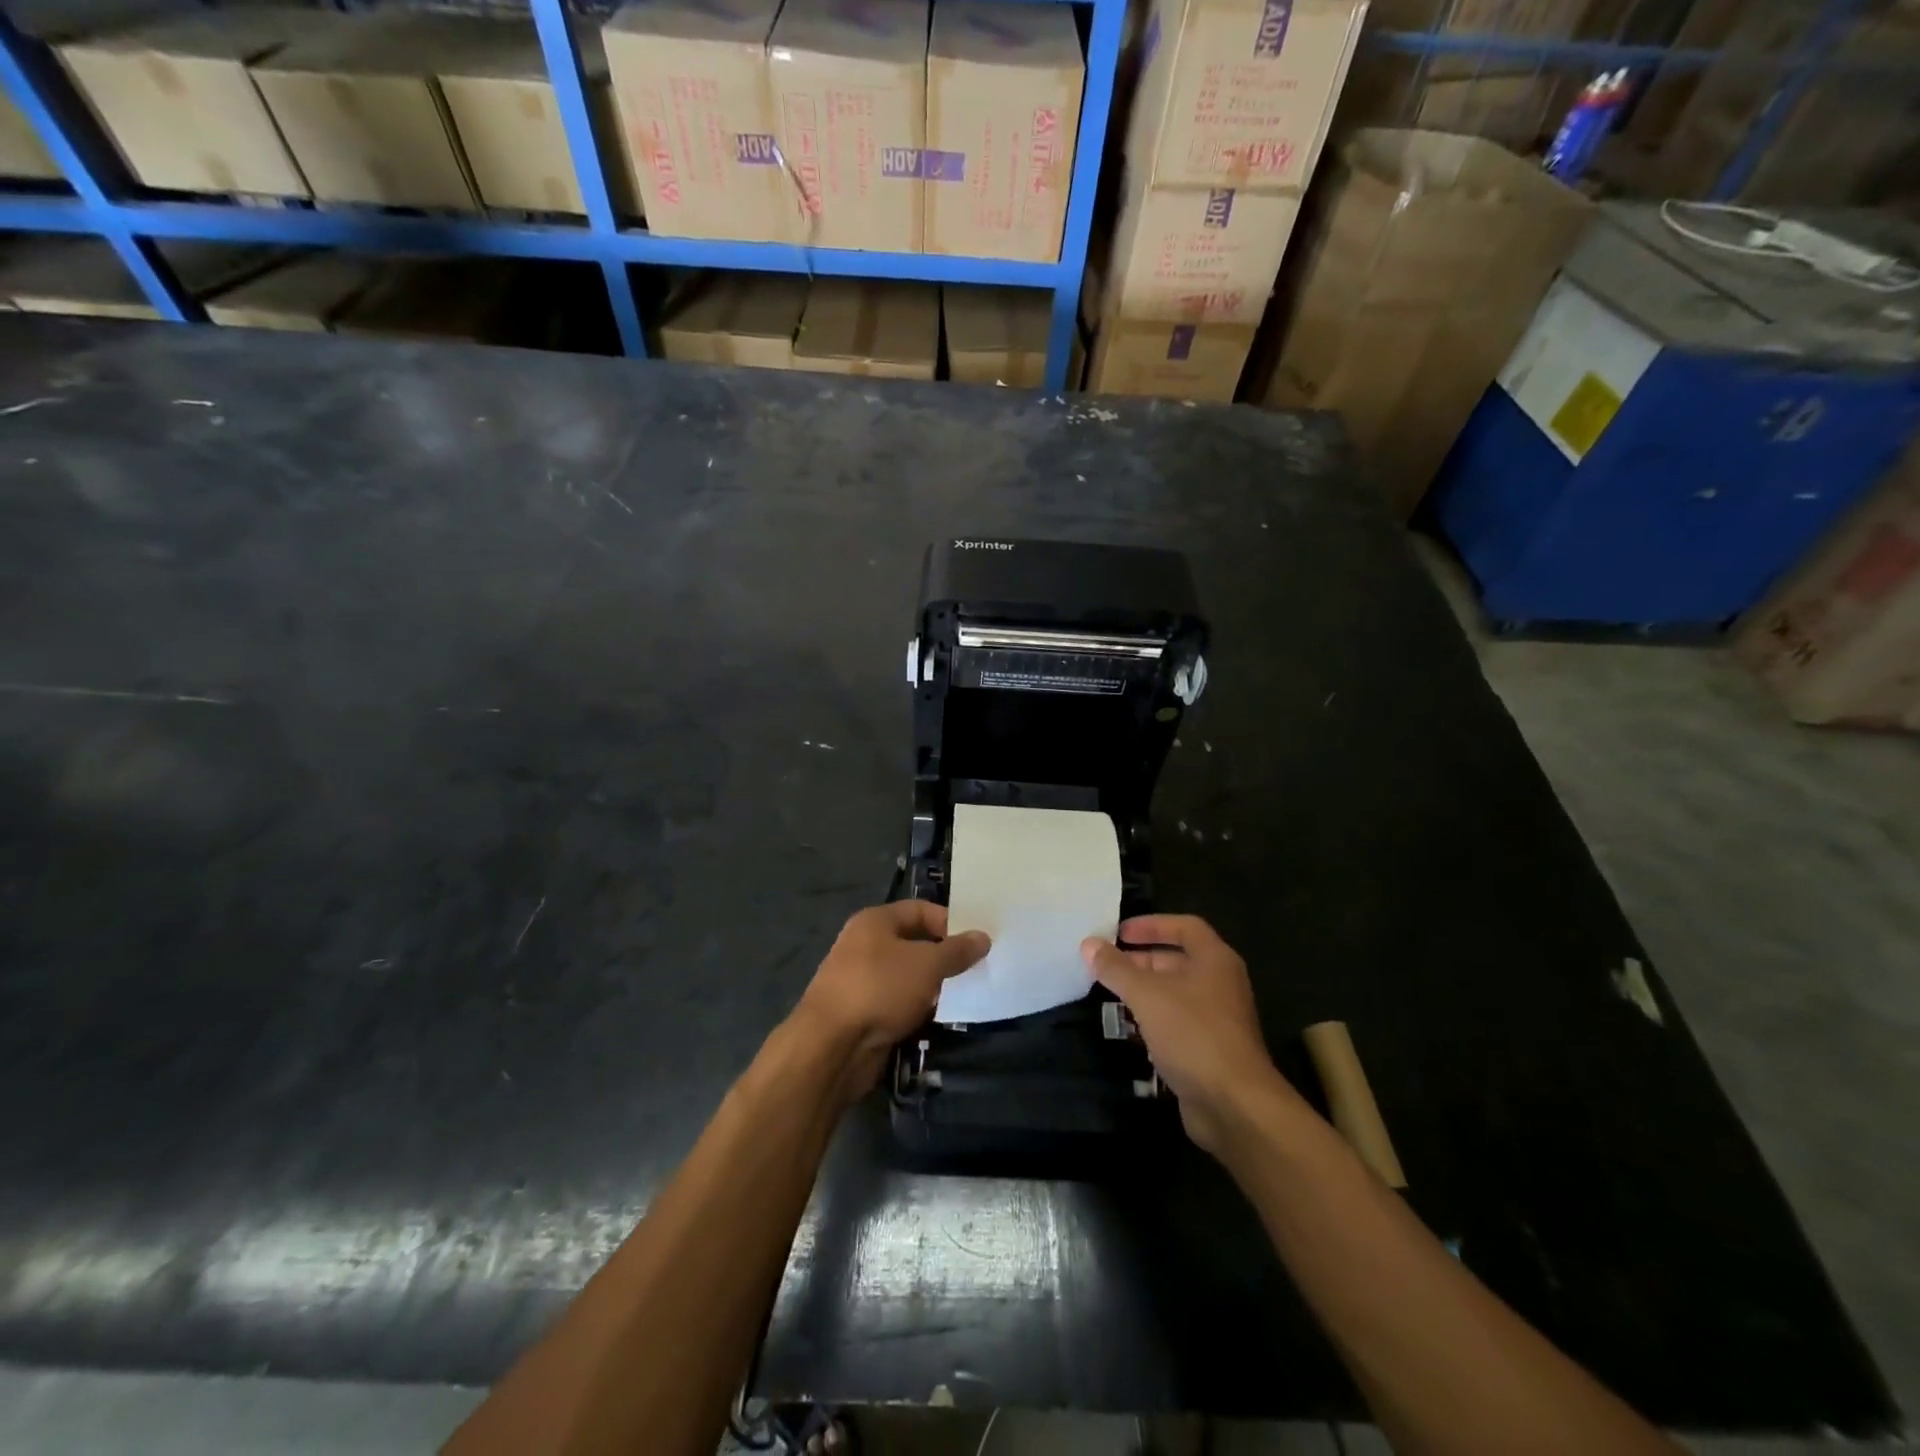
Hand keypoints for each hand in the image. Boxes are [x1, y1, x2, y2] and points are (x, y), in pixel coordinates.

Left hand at [790, 901, 988, 1101]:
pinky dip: (917, 1008)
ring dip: (932, 986)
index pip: (919, 910)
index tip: (977, 941)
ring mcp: (861, 980)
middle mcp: (864, 945)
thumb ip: (957, 951)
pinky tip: (939, 1018)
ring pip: (906, 976)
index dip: (950, 921)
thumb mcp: (927, 964)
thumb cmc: (880, 988)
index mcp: (874, 921)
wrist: (831, 1046)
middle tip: (976, 968)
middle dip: (943, 956)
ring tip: (964, 994)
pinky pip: (897, 1003)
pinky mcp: (862, 1013)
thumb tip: (983, 937)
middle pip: (913, 943)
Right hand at [1081, 915, 1299, 1154]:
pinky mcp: (1210, 1049)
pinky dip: (1153, 1020)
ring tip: (1110, 994)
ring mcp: (1217, 1018)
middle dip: (1141, 960)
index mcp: (1215, 960)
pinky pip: (1177, 1022)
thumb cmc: (1193, 1034)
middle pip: (1178, 960)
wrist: (1234, 1104)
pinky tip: (1129, 1029)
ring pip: (1175, 993)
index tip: (1119, 932)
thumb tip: (1089, 943)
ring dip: (1144, 991)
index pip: (1185, 926)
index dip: (1151, 925)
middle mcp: (1220, 984)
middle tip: (1107, 965)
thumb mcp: (1147, 995)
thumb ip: (1116, 968)